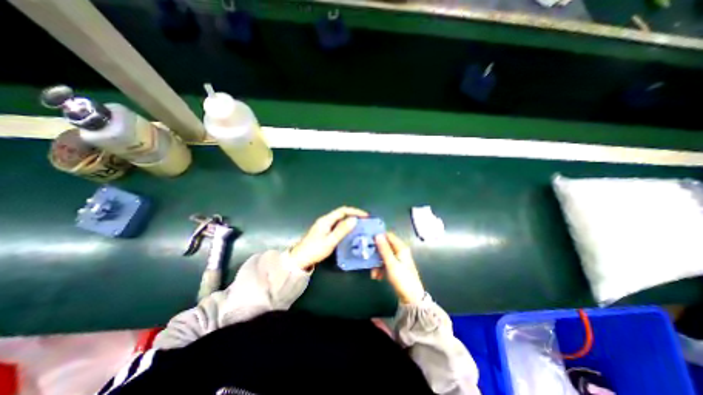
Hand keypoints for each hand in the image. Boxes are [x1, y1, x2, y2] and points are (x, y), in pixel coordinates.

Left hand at [290, 207, 369, 267]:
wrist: (299, 260)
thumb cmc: (315, 250)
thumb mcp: (330, 241)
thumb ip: (342, 230)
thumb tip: (354, 219)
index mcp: (326, 220)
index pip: (343, 211)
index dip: (355, 211)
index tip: (365, 216)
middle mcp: (325, 220)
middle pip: (341, 214)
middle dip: (353, 216)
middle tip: (364, 222)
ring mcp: (324, 226)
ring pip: (339, 220)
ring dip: (350, 221)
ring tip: (360, 227)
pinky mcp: (323, 232)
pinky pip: (337, 226)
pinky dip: (345, 227)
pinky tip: (349, 233)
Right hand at [369, 233, 425, 302]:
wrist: (411, 298)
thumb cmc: (402, 279)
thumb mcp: (391, 264)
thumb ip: (384, 249)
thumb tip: (377, 235)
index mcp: (401, 248)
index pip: (388, 236)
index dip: (378, 237)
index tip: (368, 241)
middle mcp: (399, 251)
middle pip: (384, 247)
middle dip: (376, 254)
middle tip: (368, 260)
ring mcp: (397, 259)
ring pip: (383, 256)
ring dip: (377, 264)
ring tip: (373, 274)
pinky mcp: (395, 267)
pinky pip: (385, 264)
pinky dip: (380, 269)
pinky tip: (377, 277)